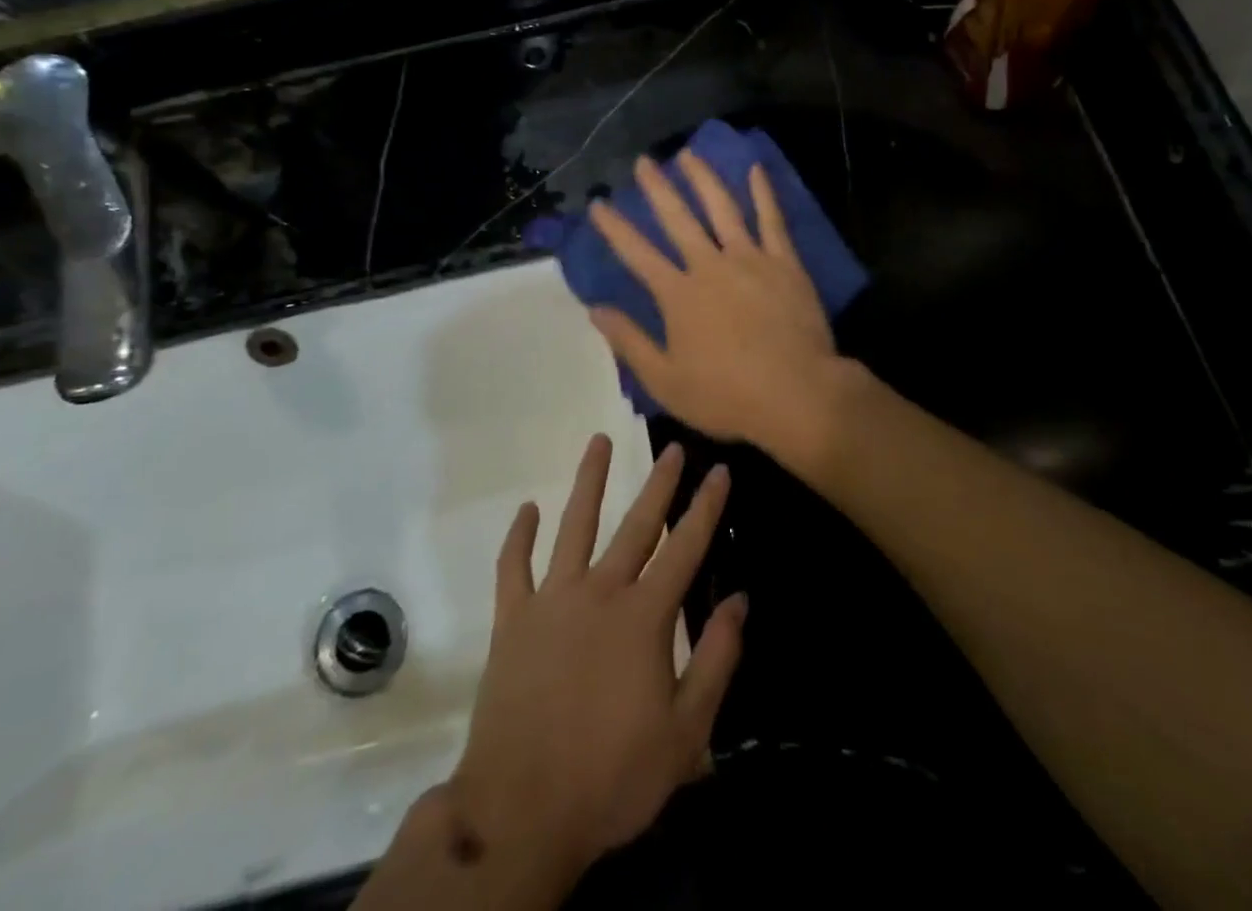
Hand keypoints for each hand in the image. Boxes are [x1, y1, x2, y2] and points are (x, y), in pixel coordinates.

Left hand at [449, 435, 744, 879]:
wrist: (520, 811)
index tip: (720, 471)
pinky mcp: (511, 619)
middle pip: (636, 525)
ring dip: (588, 481)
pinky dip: (519, 536)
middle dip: (659, 484)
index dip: (706, 508)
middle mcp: (599, 592)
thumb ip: (716, 660)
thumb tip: (740, 599)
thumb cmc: (611, 777)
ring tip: (598, 440)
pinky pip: (513, 566)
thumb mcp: (686, 733)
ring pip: (573, 526)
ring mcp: (551, 600)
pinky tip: (527, 509)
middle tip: (673, 449)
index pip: (685, 548)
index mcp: (643, 617)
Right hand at [588, 153, 849, 465]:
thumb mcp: (666, 380)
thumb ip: (629, 342)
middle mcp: (710, 266)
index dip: (615, 228)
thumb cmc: (727, 395)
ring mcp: (750, 259)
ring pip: (722, 208)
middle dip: (657, 189)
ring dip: (703, 179)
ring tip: (688, 154)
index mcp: (678, 295)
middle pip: (678, 219)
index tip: (599, 204)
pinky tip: (755, 169)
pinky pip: (772, 220)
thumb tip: (595, 309)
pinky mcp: (784, 263)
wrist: (798, 394)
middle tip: (644, 161)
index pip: (637, 253)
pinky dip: (763, 193)